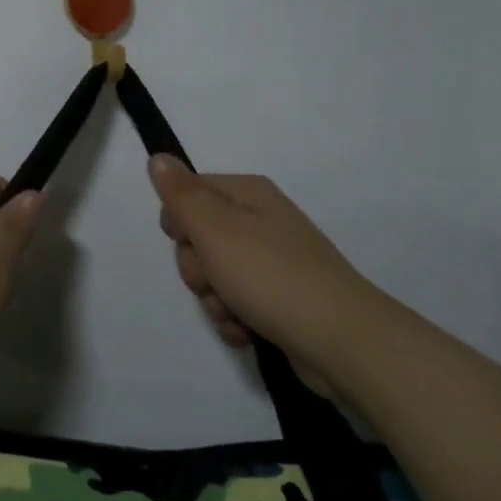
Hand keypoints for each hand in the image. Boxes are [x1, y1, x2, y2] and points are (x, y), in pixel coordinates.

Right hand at [147, 155, 381, 371]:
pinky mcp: (280, 299)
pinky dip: (235, 319)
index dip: (179, 224)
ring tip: (237, 314)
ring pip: (214, 276)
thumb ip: (182, 195)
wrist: (343, 343)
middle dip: (197, 269)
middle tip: (215, 282)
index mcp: (248, 195)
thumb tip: (158, 157)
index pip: (188, 194)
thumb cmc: (272, 278)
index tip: (190, 244)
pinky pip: (236, 304)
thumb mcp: (216, 230)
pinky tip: (247, 332)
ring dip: (215, 300)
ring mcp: (272, 262)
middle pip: (198, 239)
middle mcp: (261, 222)